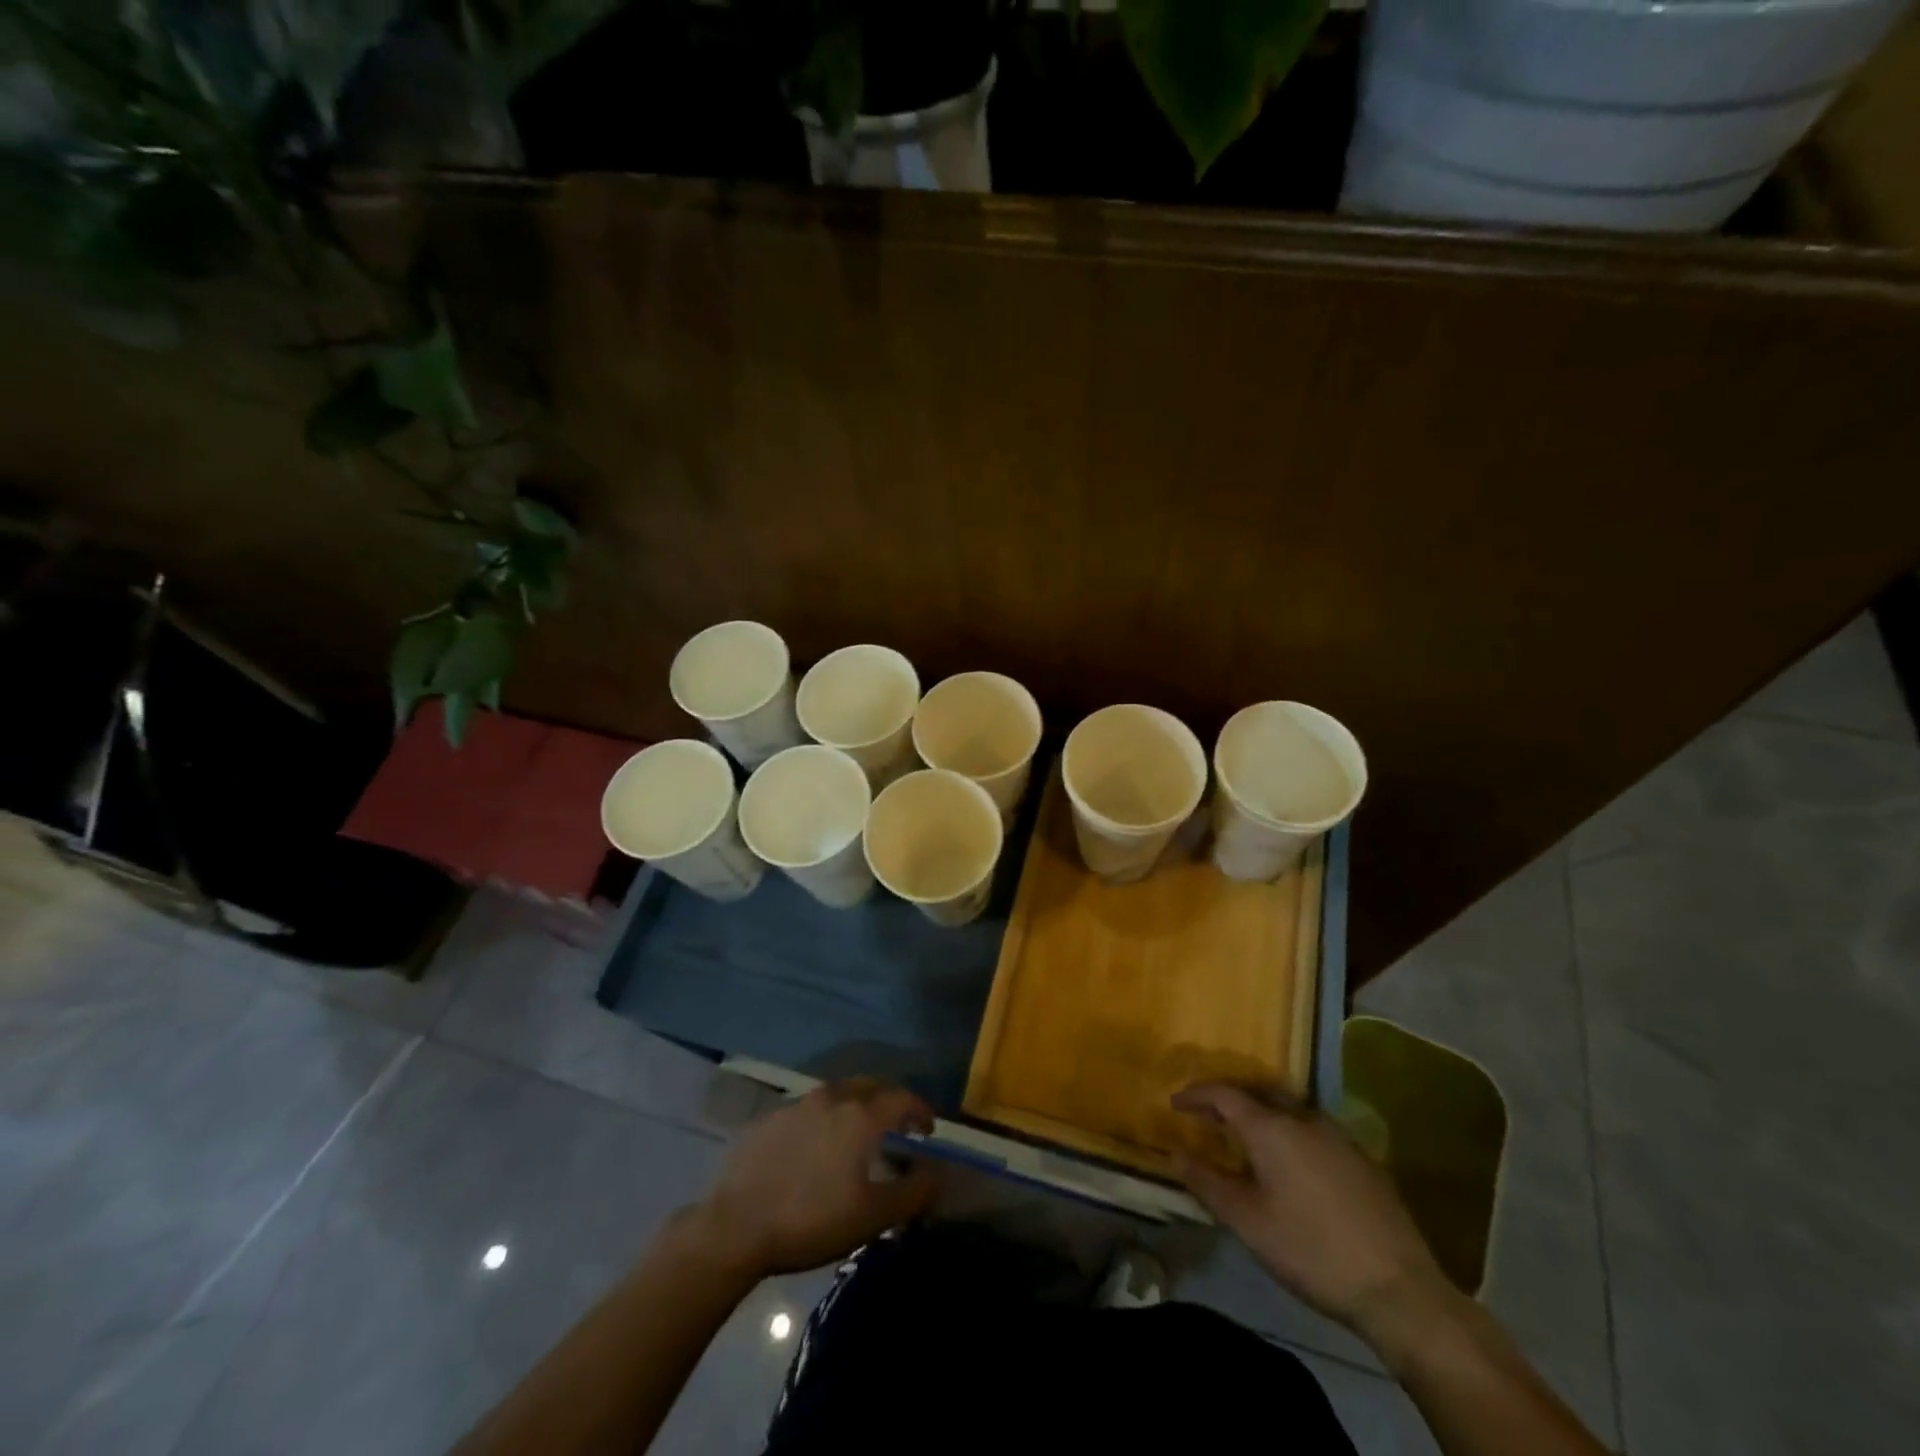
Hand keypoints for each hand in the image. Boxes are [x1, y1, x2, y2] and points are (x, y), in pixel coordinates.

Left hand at [694, 1078, 941, 1278]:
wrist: (735, 1226)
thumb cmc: (812, 1221)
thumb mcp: (872, 1217)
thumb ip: (913, 1192)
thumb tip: (939, 1172)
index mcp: (860, 1115)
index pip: (902, 1098)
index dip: (920, 1110)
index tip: (928, 1129)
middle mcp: (832, 1098)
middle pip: (870, 1086)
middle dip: (890, 1100)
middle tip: (898, 1123)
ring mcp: (797, 1104)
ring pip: (838, 1092)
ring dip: (856, 1105)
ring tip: (859, 1132)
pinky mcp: (770, 1118)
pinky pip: (809, 1108)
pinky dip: (825, 1118)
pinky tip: (817, 1145)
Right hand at [1171, 1083, 1454, 1343]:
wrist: (1399, 1291)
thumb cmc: (1311, 1251)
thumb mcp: (1248, 1222)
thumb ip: (1208, 1183)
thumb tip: (1175, 1154)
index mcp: (1272, 1127)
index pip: (1224, 1094)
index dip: (1196, 1095)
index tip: (1175, 1104)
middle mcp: (1304, 1118)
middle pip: (1258, 1093)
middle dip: (1229, 1100)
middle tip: (1208, 1118)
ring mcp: (1339, 1136)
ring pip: (1289, 1109)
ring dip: (1261, 1115)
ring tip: (1246, 1139)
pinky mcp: (1363, 1159)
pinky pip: (1313, 1129)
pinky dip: (1289, 1132)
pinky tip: (1290, 1163)